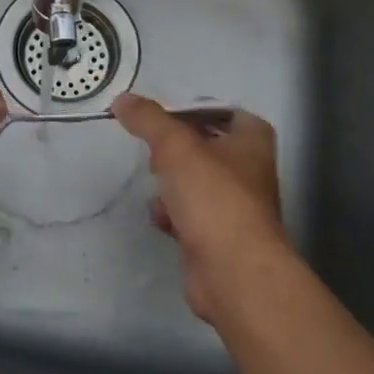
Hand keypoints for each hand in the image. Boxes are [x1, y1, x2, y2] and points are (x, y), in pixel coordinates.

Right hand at [113, 95, 288, 321]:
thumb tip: (122, 99)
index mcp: (252, 142)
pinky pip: (191, 216)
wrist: (233, 273)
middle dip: (178, 148)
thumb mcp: (174, 145)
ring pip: (197, 183)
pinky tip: (160, 217)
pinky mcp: (219, 239)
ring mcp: (236, 208)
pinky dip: (173, 215)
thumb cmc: (213, 197)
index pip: (227, 112)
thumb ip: (148, 119)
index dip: (197, 110)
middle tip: (155, 147)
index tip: (166, 114)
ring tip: (154, 179)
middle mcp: (249, 172)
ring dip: (173, 182)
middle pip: (208, 147)